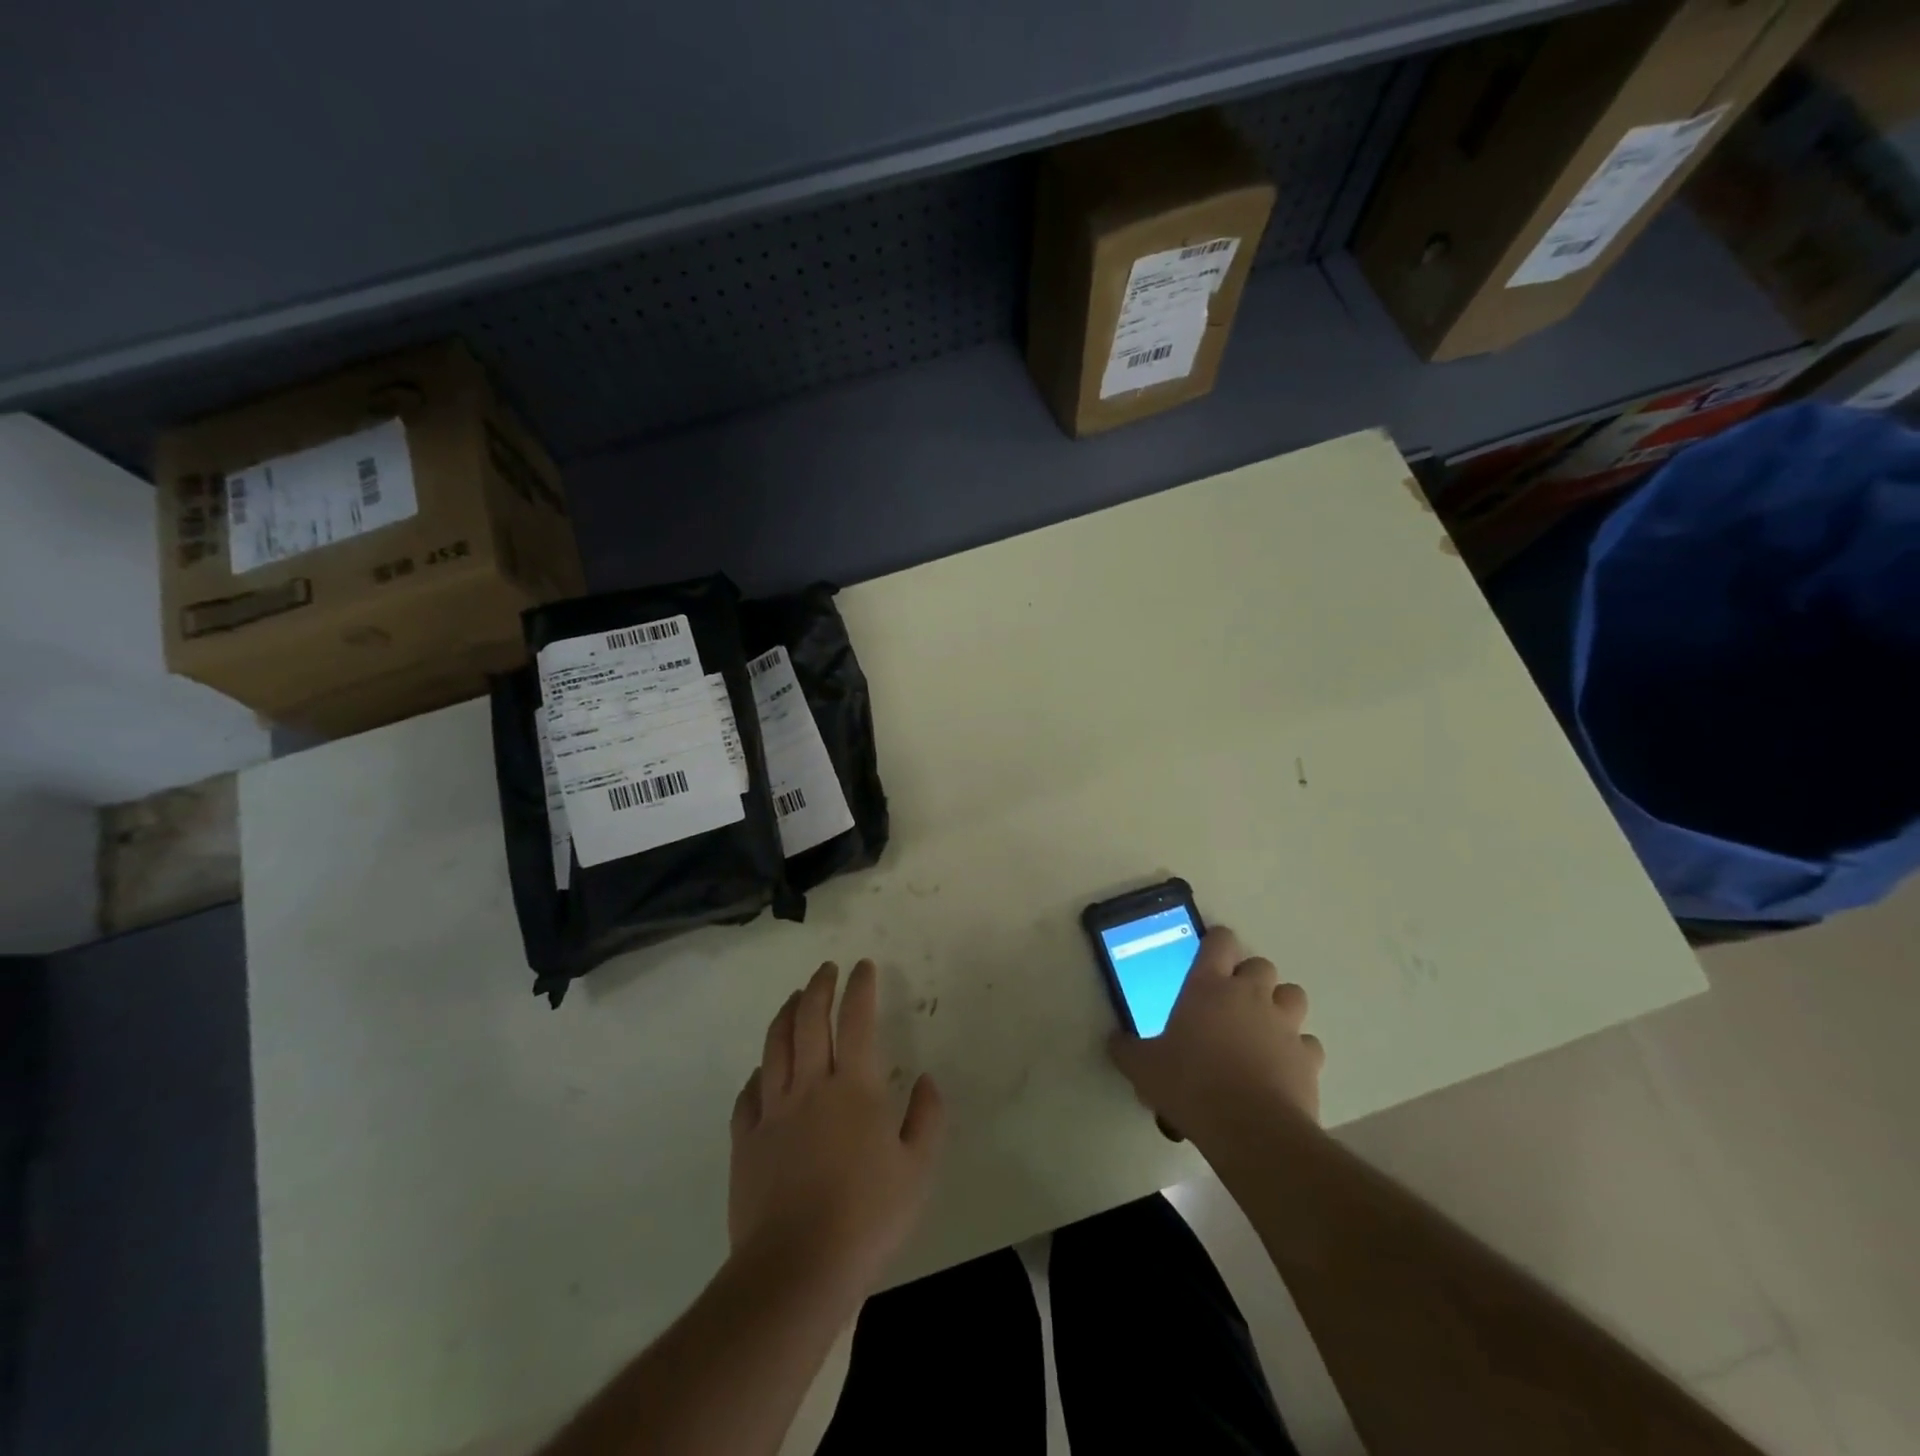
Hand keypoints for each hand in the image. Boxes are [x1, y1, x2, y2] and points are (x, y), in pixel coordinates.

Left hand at [729, 960, 944, 1299]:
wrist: (797, 1269)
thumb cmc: (867, 1217)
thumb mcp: (918, 1170)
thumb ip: (927, 1118)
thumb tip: (927, 1080)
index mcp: (854, 1087)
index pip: (856, 1020)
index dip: (860, 988)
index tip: (863, 966)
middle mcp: (810, 1086)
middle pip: (809, 1020)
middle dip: (819, 987)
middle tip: (826, 969)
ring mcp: (772, 1112)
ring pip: (775, 1046)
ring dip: (785, 1014)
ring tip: (793, 997)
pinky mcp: (745, 1141)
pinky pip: (747, 1094)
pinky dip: (757, 1072)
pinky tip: (762, 1070)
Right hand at [1108, 927, 1324, 1143]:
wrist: (1250, 1129)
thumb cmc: (1190, 1085)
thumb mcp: (1142, 1068)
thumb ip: (1126, 1049)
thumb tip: (1115, 1041)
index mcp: (1208, 986)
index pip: (1220, 941)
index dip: (1216, 944)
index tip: (1208, 958)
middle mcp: (1250, 995)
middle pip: (1261, 965)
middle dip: (1250, 978)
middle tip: (1231, 1002)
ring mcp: (1284, 1025)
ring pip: (1293, 995)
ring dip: (1279, 1006)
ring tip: (1263, 1029)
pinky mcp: (1308, 1058)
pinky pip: (1308, 1043)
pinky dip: (1298, 1050)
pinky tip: (1282, 1067)